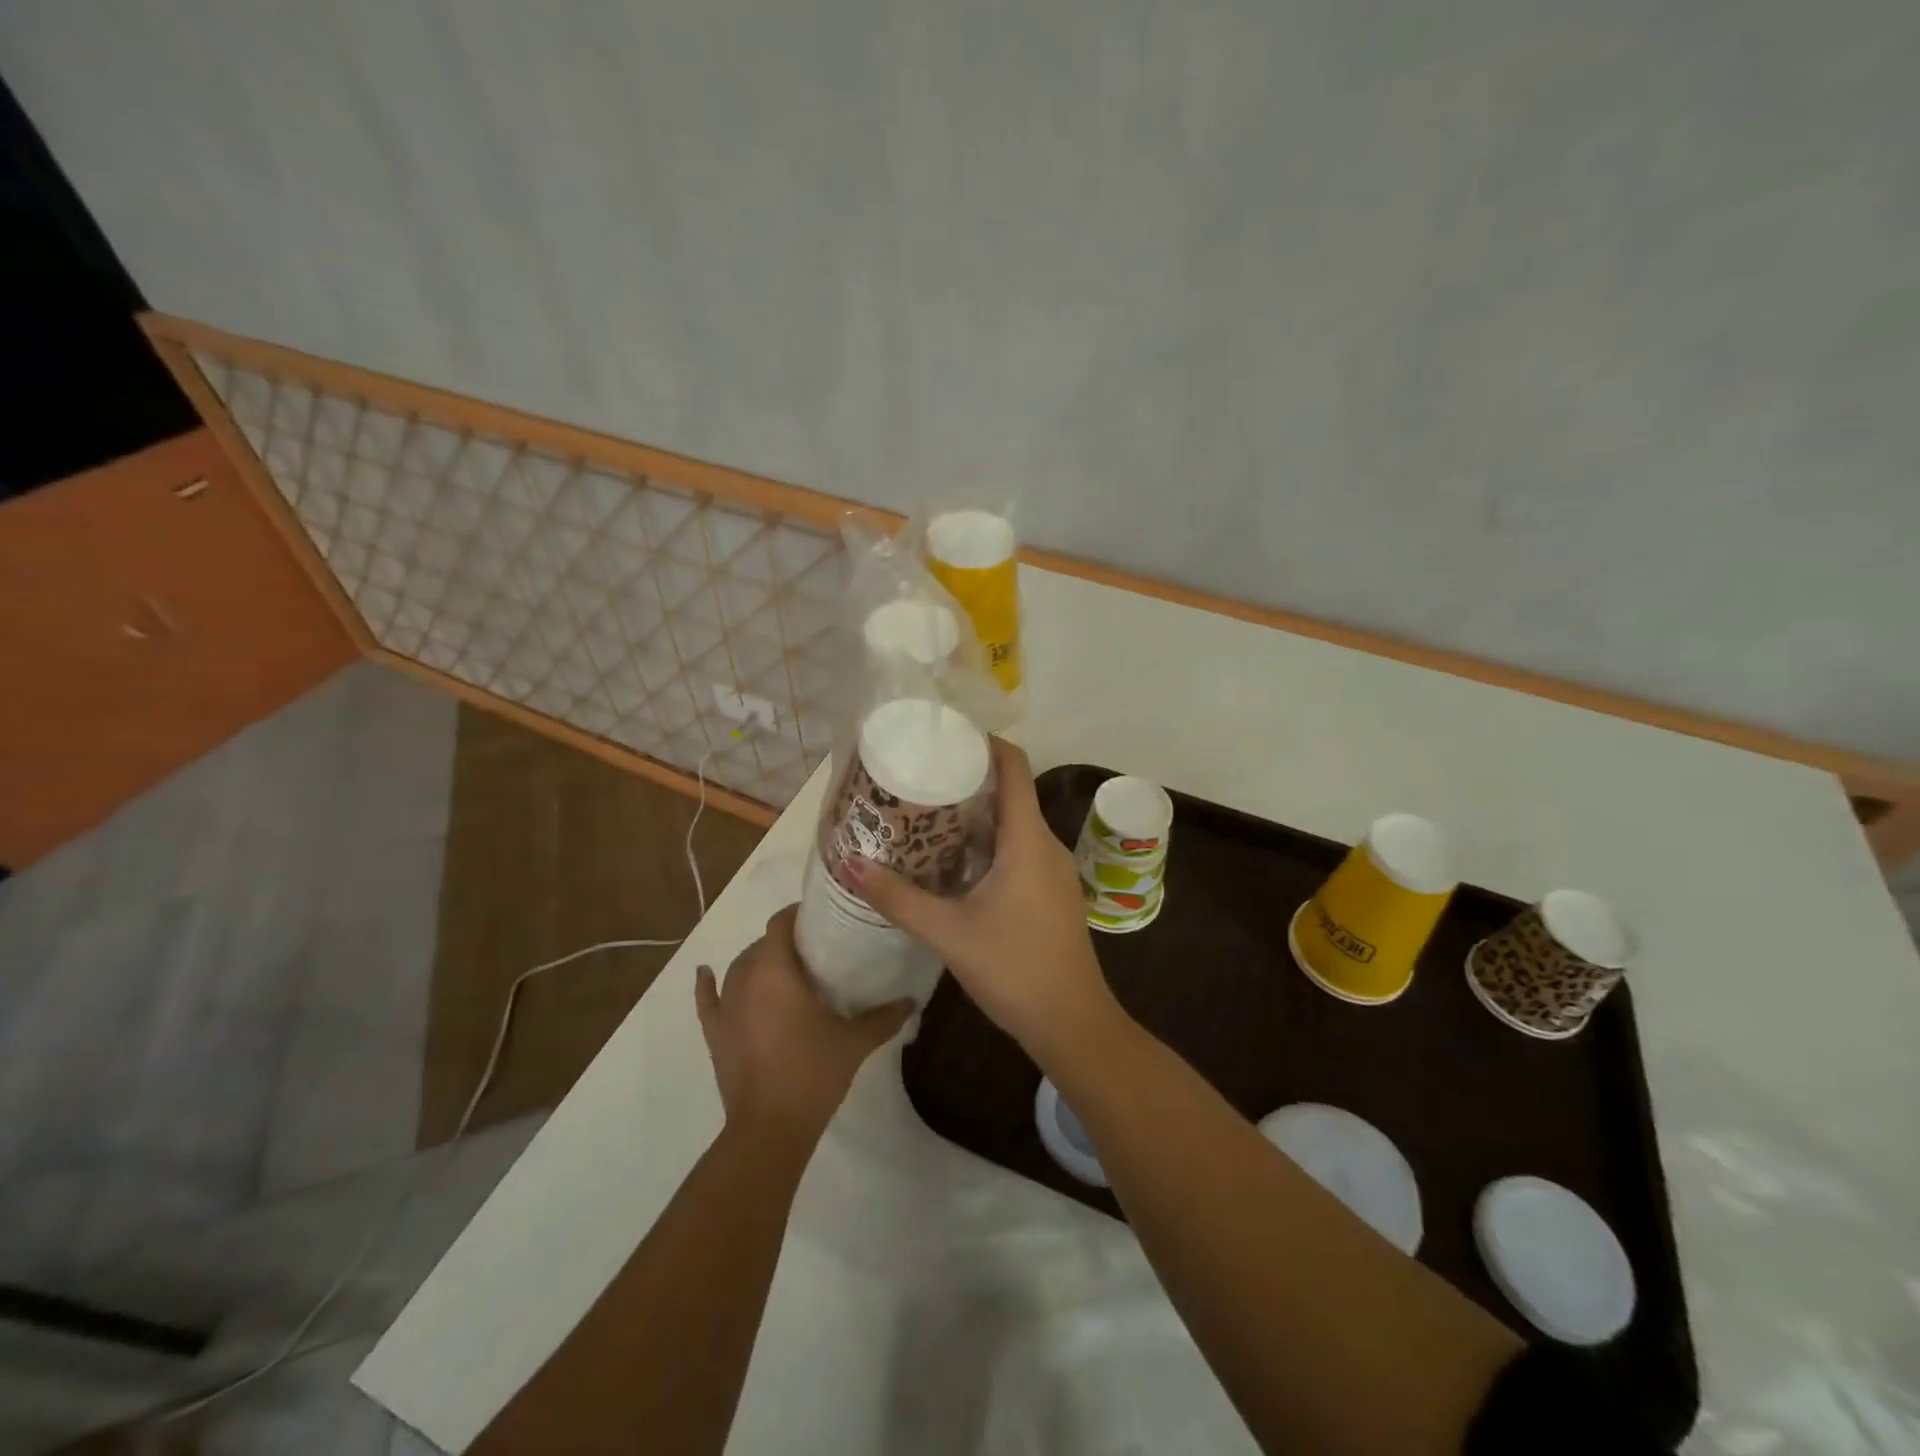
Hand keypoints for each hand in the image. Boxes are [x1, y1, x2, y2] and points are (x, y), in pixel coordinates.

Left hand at [696, 906, 912, 1142]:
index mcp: (777, 971)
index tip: (821, 917)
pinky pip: (707, 1000)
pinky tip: (705, 973)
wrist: (770, 1128)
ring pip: (739, 968)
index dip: (797, 914)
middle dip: (784, 941)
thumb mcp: (854, 1041)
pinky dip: (706, 985)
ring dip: (757, 961)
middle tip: (814, 949)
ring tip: (783, 967)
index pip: (781, 925)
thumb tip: (912, 1000)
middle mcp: (746, 979)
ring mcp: (726, 1007)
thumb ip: (884, 1017)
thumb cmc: (812, 1072)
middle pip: (762, 945)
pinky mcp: (715, 1033)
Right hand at [848, 739, 1117, 1064]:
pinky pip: (1019, 851)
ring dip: (976, 816)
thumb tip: (849, 865)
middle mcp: (1046, 845)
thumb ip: (898, 898)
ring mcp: (1053, 871)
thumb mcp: (948, 933)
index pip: (1014, 766)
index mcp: (1028, 839)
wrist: (1072, 1023)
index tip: (945, 737)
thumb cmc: (1015, 968)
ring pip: (1014, 825)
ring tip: (927, 817)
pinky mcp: (1052, 893)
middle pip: (1010, 792)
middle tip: (920, 779)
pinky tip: (954, 864)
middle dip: (968, 780)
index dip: (984, 742)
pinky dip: (988, 844)